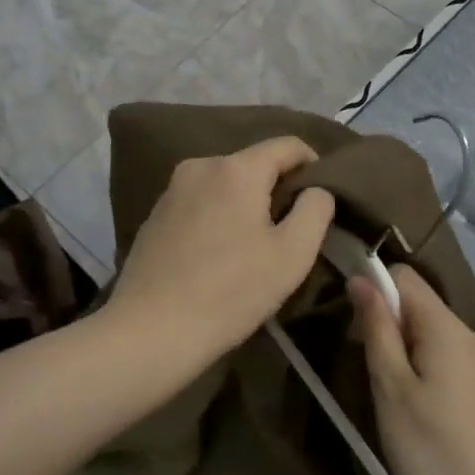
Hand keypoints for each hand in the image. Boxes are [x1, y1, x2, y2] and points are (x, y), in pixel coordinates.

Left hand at [107, 136, 335, 375]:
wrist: (151, 330)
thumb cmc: (231, 291)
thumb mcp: (292, 254)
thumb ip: (316, 210)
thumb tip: (316, 190)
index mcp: (236, 168)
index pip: (288, 144)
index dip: (314, 164)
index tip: (323, 196)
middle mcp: (200, 166)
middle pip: (254, 164)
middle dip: (277, 188)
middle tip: (293, 228)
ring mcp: (172, 190)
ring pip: (225, 184)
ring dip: (246, 204)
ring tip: (257, 243)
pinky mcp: (154, 215)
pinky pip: (200, 202)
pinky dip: (218, 216)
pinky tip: (220, 253)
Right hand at [351, 265, 474, 474]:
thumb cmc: (431, 452)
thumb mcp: (391, 388)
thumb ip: (377, 329)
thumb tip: (362, 279)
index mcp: (450, 327)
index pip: (404, 277)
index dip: (374, 291)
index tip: (354, 330)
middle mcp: (474, 334)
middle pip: (419, 306)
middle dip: (388, 326)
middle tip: (370, 373)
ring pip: (431, 334)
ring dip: (404, 351)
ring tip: (391, 397)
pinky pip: (447, 358)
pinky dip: (424, 369)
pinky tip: (418, 410)